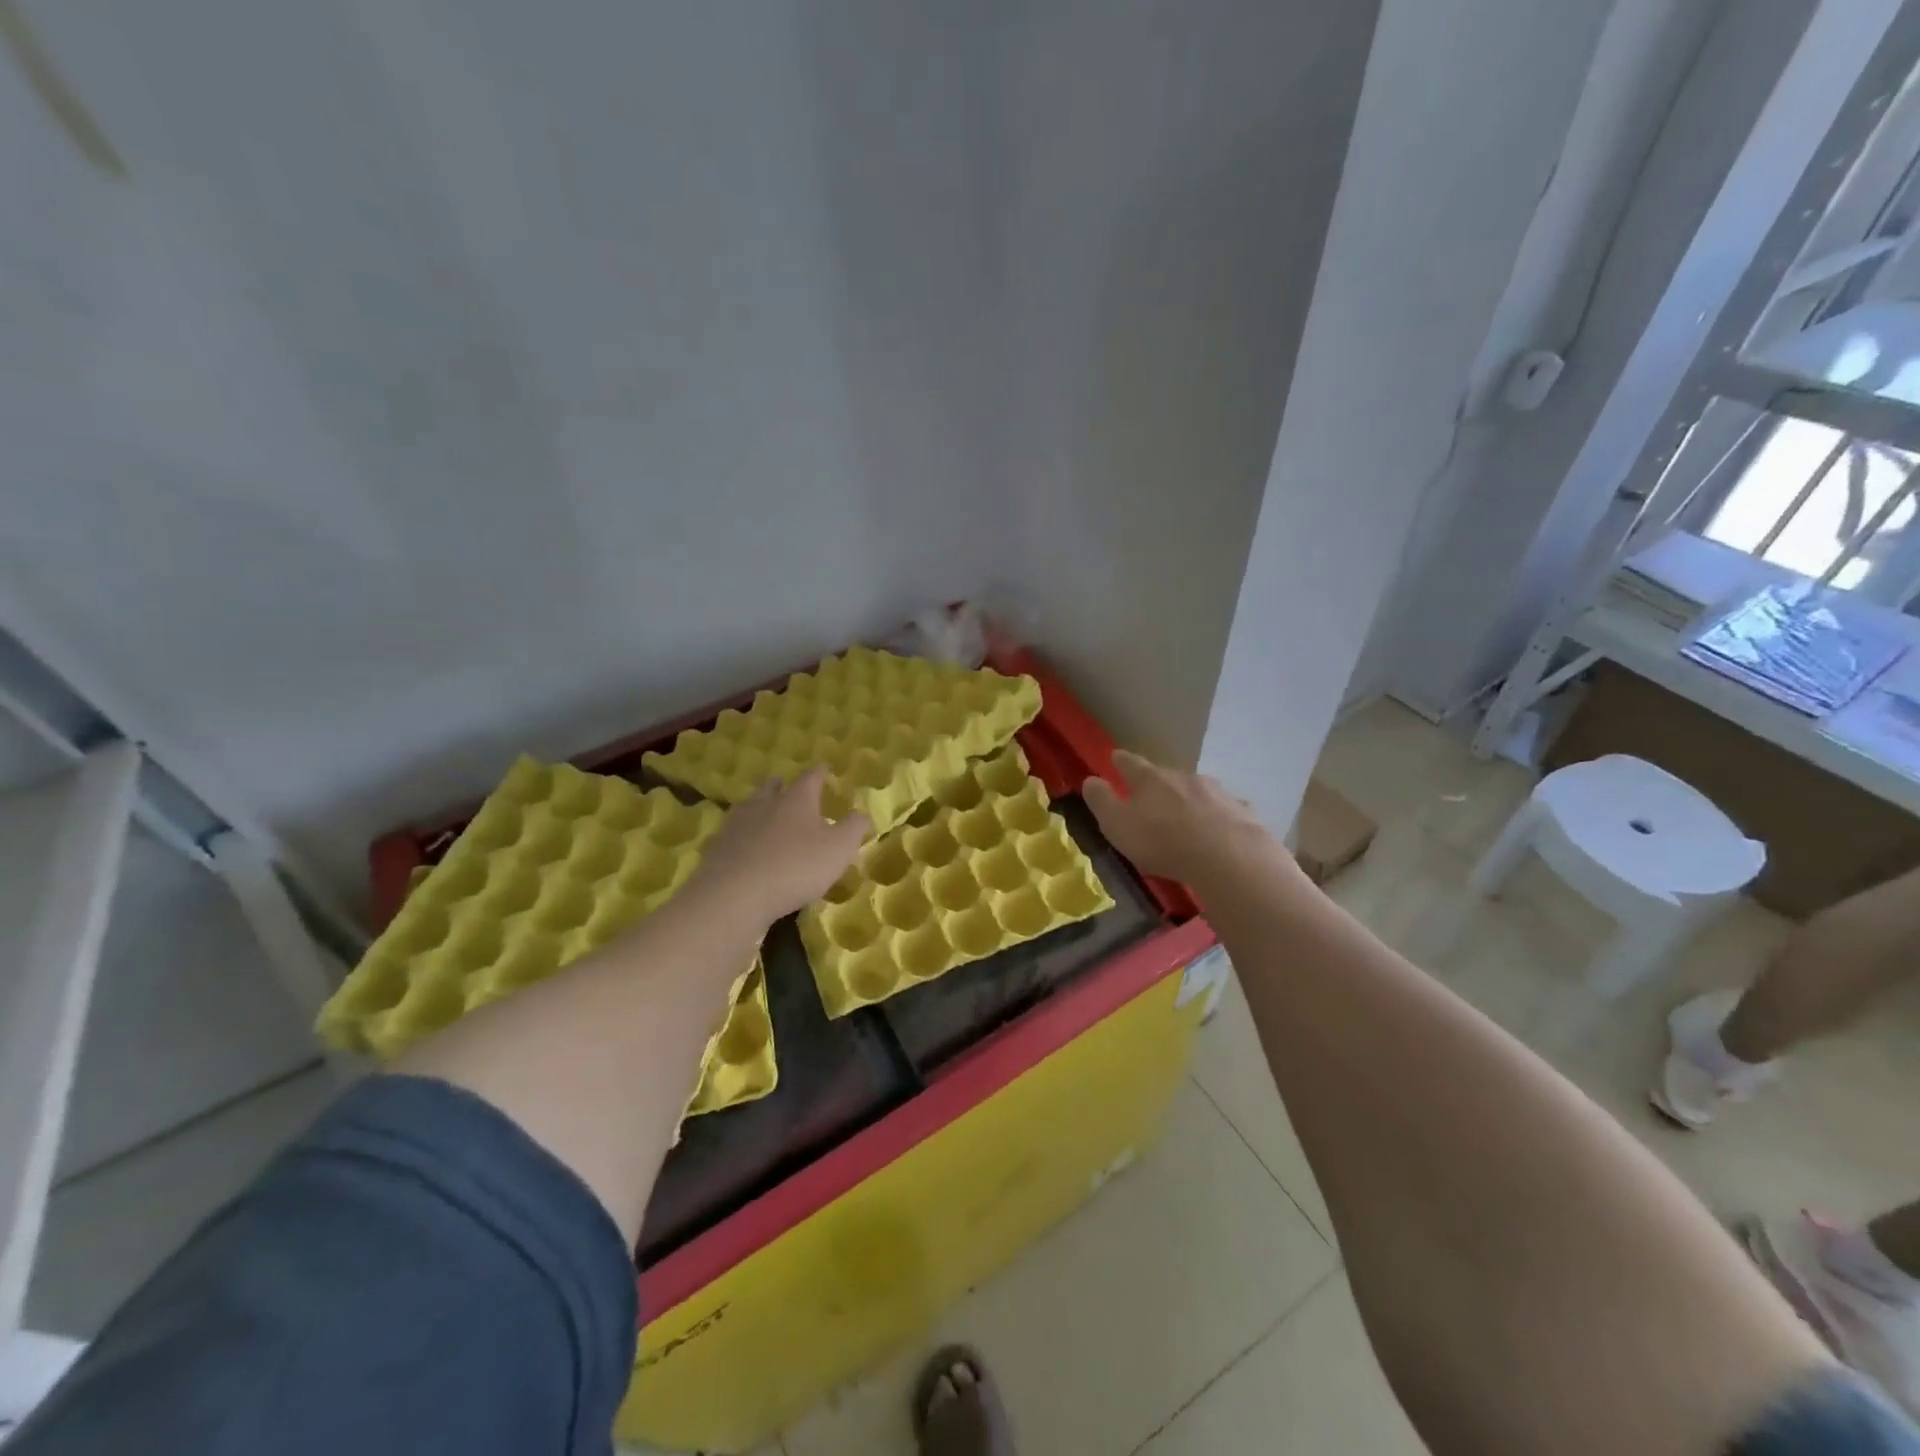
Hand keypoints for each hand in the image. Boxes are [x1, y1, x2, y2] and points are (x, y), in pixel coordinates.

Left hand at [692, 767, 870, 924]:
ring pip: (749, 808)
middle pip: (773, 787)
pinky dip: (742, 837)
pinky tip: (745, 848)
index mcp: (796, 800)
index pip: (811, 777)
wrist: (733, 896)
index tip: (824, 767)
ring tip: (765, 815)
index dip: (819, 772)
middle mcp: (764, 804)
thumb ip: (853, 828)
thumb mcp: (838, 850)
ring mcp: (736, 825)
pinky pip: (732, 835)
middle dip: (782, 785)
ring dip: (759, 808)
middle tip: (787, 786)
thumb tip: (862, 813)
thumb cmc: (795, 867)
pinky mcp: (717, 848)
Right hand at [1083, 750, 1280, 885]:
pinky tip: (1221, 827)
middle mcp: (1183, 777)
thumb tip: (1090, 780)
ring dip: (1189, 798)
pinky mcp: (1240, 811)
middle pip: (1166, 775)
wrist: (1227, 857)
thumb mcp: (1117, 825)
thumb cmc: (1162, 841)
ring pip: (1197, 790)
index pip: (1130, 763)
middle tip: (1151, 795)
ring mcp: (1216, 792)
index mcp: (1150, 780)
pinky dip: (1219, 815)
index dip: (1121, 760)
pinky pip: (1226, 809)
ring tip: (1185, 814)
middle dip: (1157, 783)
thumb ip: (1101, 801)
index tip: (1115, 756)